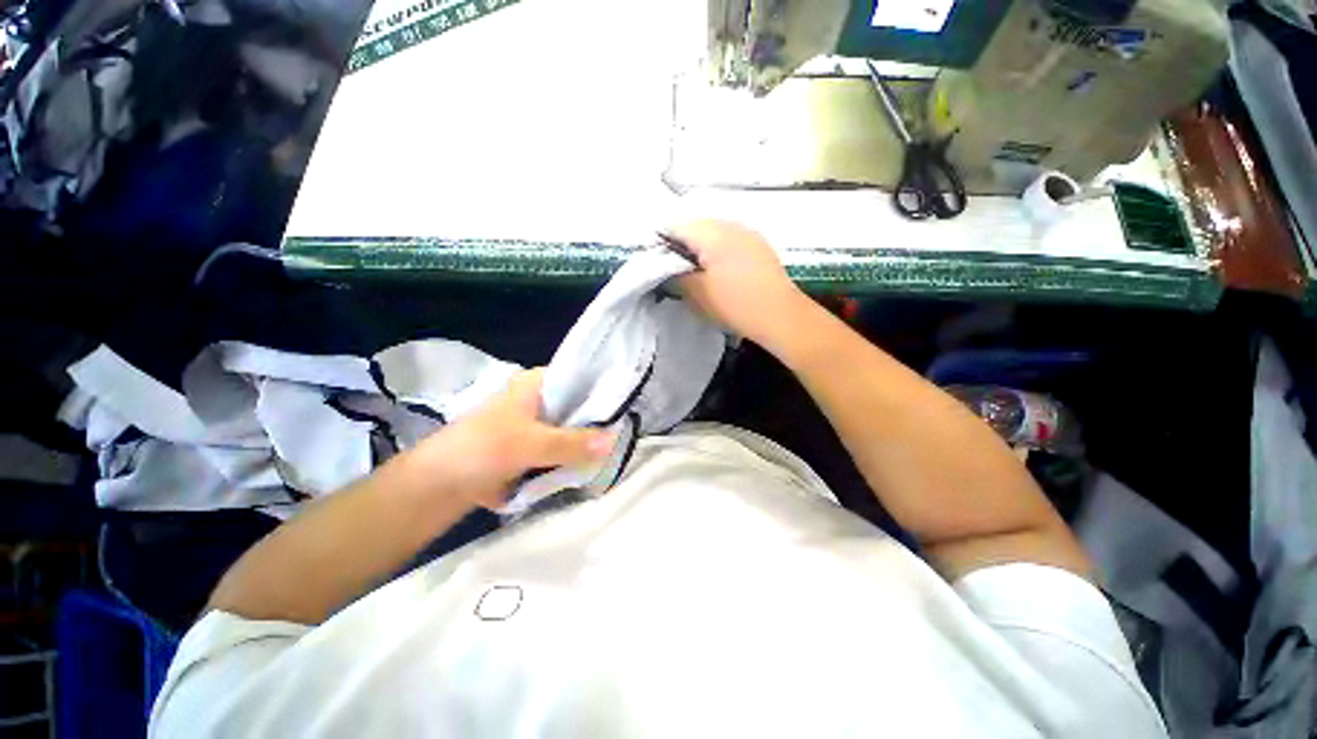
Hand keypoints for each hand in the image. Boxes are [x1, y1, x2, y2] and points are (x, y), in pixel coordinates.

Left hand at [405, 369, 614, 509]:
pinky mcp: (537, 445)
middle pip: (582, 404)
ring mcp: (540, 423)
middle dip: (601, 420)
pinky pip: (566, 446)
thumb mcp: (529, 443)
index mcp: (539, 383)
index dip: (605, 389)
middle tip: (626, 432)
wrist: (442, 485)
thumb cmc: (482, 449)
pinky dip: (578, 455)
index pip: (582, 377)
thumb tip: (614, 440)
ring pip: (576, 427)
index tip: (628, 404)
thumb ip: (571, 443)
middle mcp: (543, 398)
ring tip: (618, 449)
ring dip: (590, 440)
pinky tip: (597, 462)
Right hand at [665, 220, 806, 344]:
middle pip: (695, 226)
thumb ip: (675, 275)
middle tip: (675, 271)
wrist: (781, 316)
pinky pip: (730, 241)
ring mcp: (748, 233)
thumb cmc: (735, 304)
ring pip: (713, 233)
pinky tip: (720, 274)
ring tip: (696, 274)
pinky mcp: (759, 246)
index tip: (655, 262)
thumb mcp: (697, 293)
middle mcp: (731, 225)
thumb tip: (664, 266)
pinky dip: (718, 252)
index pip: (675, 225)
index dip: (660, 241)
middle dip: (681, 245)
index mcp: (712, 233)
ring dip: (700, 249)